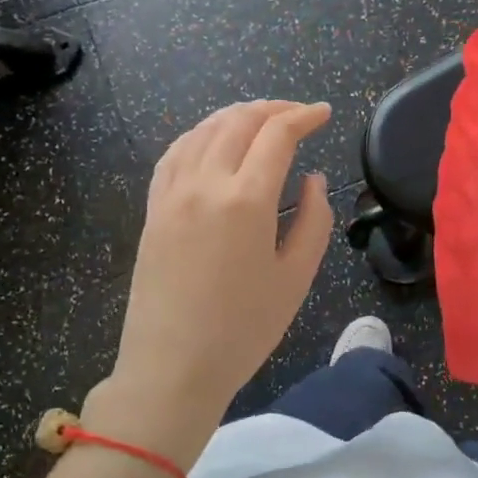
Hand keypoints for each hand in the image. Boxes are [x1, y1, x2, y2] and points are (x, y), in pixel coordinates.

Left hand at [92, 101, 332, 462]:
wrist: (172, 368)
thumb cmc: (243, 330)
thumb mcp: (296, 278)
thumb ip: (314, 219)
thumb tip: (312, 179)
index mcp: (246, 200)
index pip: (277, 135)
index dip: (304, 116)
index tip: (324, 113)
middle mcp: (204, 183)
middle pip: (238, 122)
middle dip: (272, 109)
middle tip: (298, 114)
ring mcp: (172, 194)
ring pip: (203, 130)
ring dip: (236, 115)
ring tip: (260, 120)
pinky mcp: (153, 209)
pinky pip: (175, 154)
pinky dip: (200, 135)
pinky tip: (212, 141)